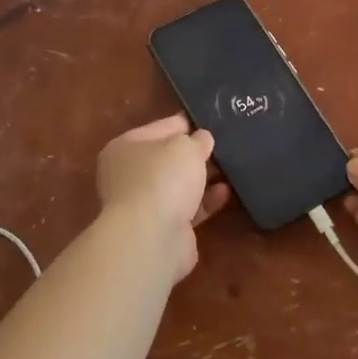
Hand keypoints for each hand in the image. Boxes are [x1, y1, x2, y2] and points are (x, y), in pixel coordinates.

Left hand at [96, 115, 230, 278]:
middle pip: (169, 158)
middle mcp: (130, 174)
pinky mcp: (162, 227)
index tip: (215, 121)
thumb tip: (202, 139)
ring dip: (202, 178)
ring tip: (231, 168)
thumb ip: (197, 139)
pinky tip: (225, 192)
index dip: (189, 122)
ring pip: (179, 184)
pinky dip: (205, 200)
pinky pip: (188, 208)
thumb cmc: (163, 179)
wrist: (152, 237)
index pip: (163, 127)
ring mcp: (144, 203)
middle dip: (196, 153)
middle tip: (227, 145)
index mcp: (126, 147)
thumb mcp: (186, 146)